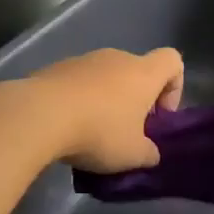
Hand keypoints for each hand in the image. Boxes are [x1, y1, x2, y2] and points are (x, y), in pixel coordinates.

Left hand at [20, 47, 183, 172]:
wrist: (39, 115)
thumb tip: (149, 152)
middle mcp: (116, 58)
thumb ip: (149, 153)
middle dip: (135, 100)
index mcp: (143, 72)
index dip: (174, 88)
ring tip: (91, 133)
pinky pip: (77, 83)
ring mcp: (83, 60)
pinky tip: (66, 127)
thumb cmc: (99, 131)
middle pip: (136, 71)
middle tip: (126, 132)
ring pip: (104, 77)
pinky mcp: (55, 68)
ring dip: (105, 101)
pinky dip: (78, 100)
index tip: (158, 117)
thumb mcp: (133, 155)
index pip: (173, 61)